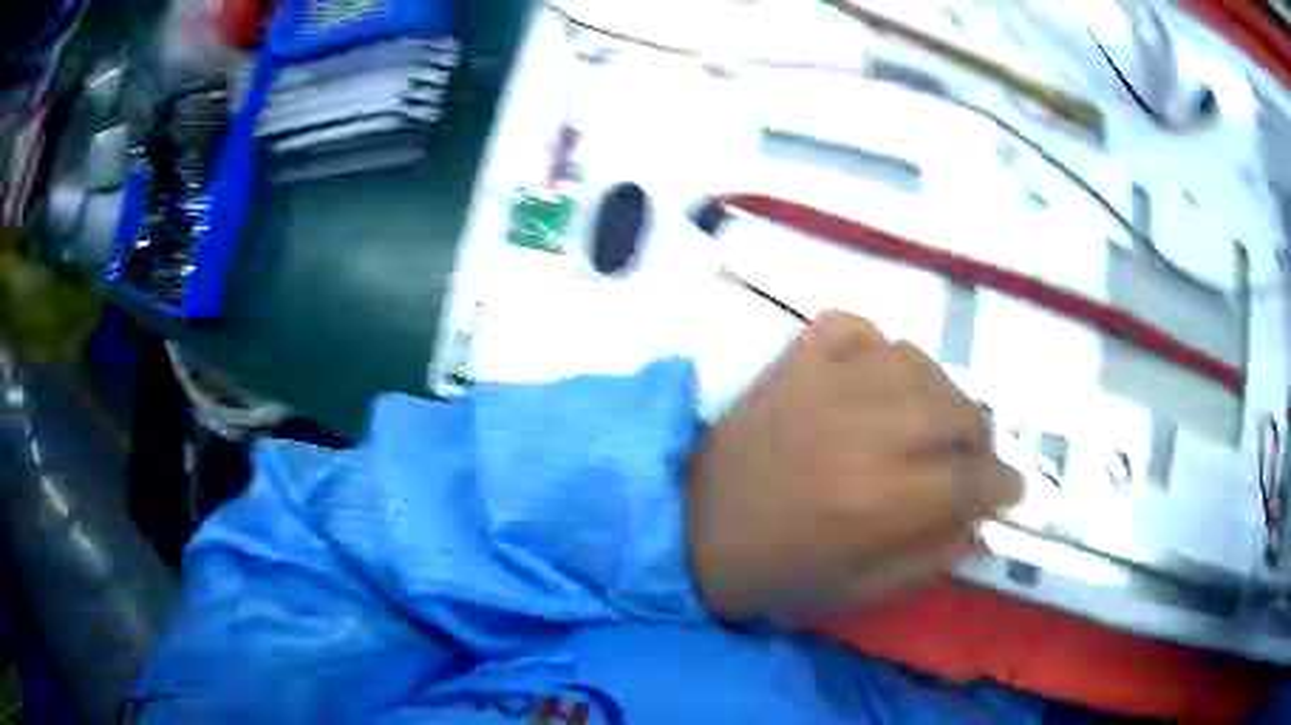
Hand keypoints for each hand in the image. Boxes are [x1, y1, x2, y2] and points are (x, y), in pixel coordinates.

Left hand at [687, 310, 1021, 621]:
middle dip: (979, 440)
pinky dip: (877, 347)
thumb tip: (979, 519)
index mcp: (879, 502)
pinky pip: (856, 327)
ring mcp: (827, 383)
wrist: (685, 524)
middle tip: (969, 461)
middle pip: (958, 411)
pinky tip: (876, 378)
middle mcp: (864, 432)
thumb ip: (929, 556)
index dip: (1002, 484)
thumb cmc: (771, 572)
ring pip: (918, 362)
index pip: (972, 477)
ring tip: (930, 422)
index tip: (1010, 490)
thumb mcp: (857, 590)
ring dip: (938, 394)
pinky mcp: (794, 359)